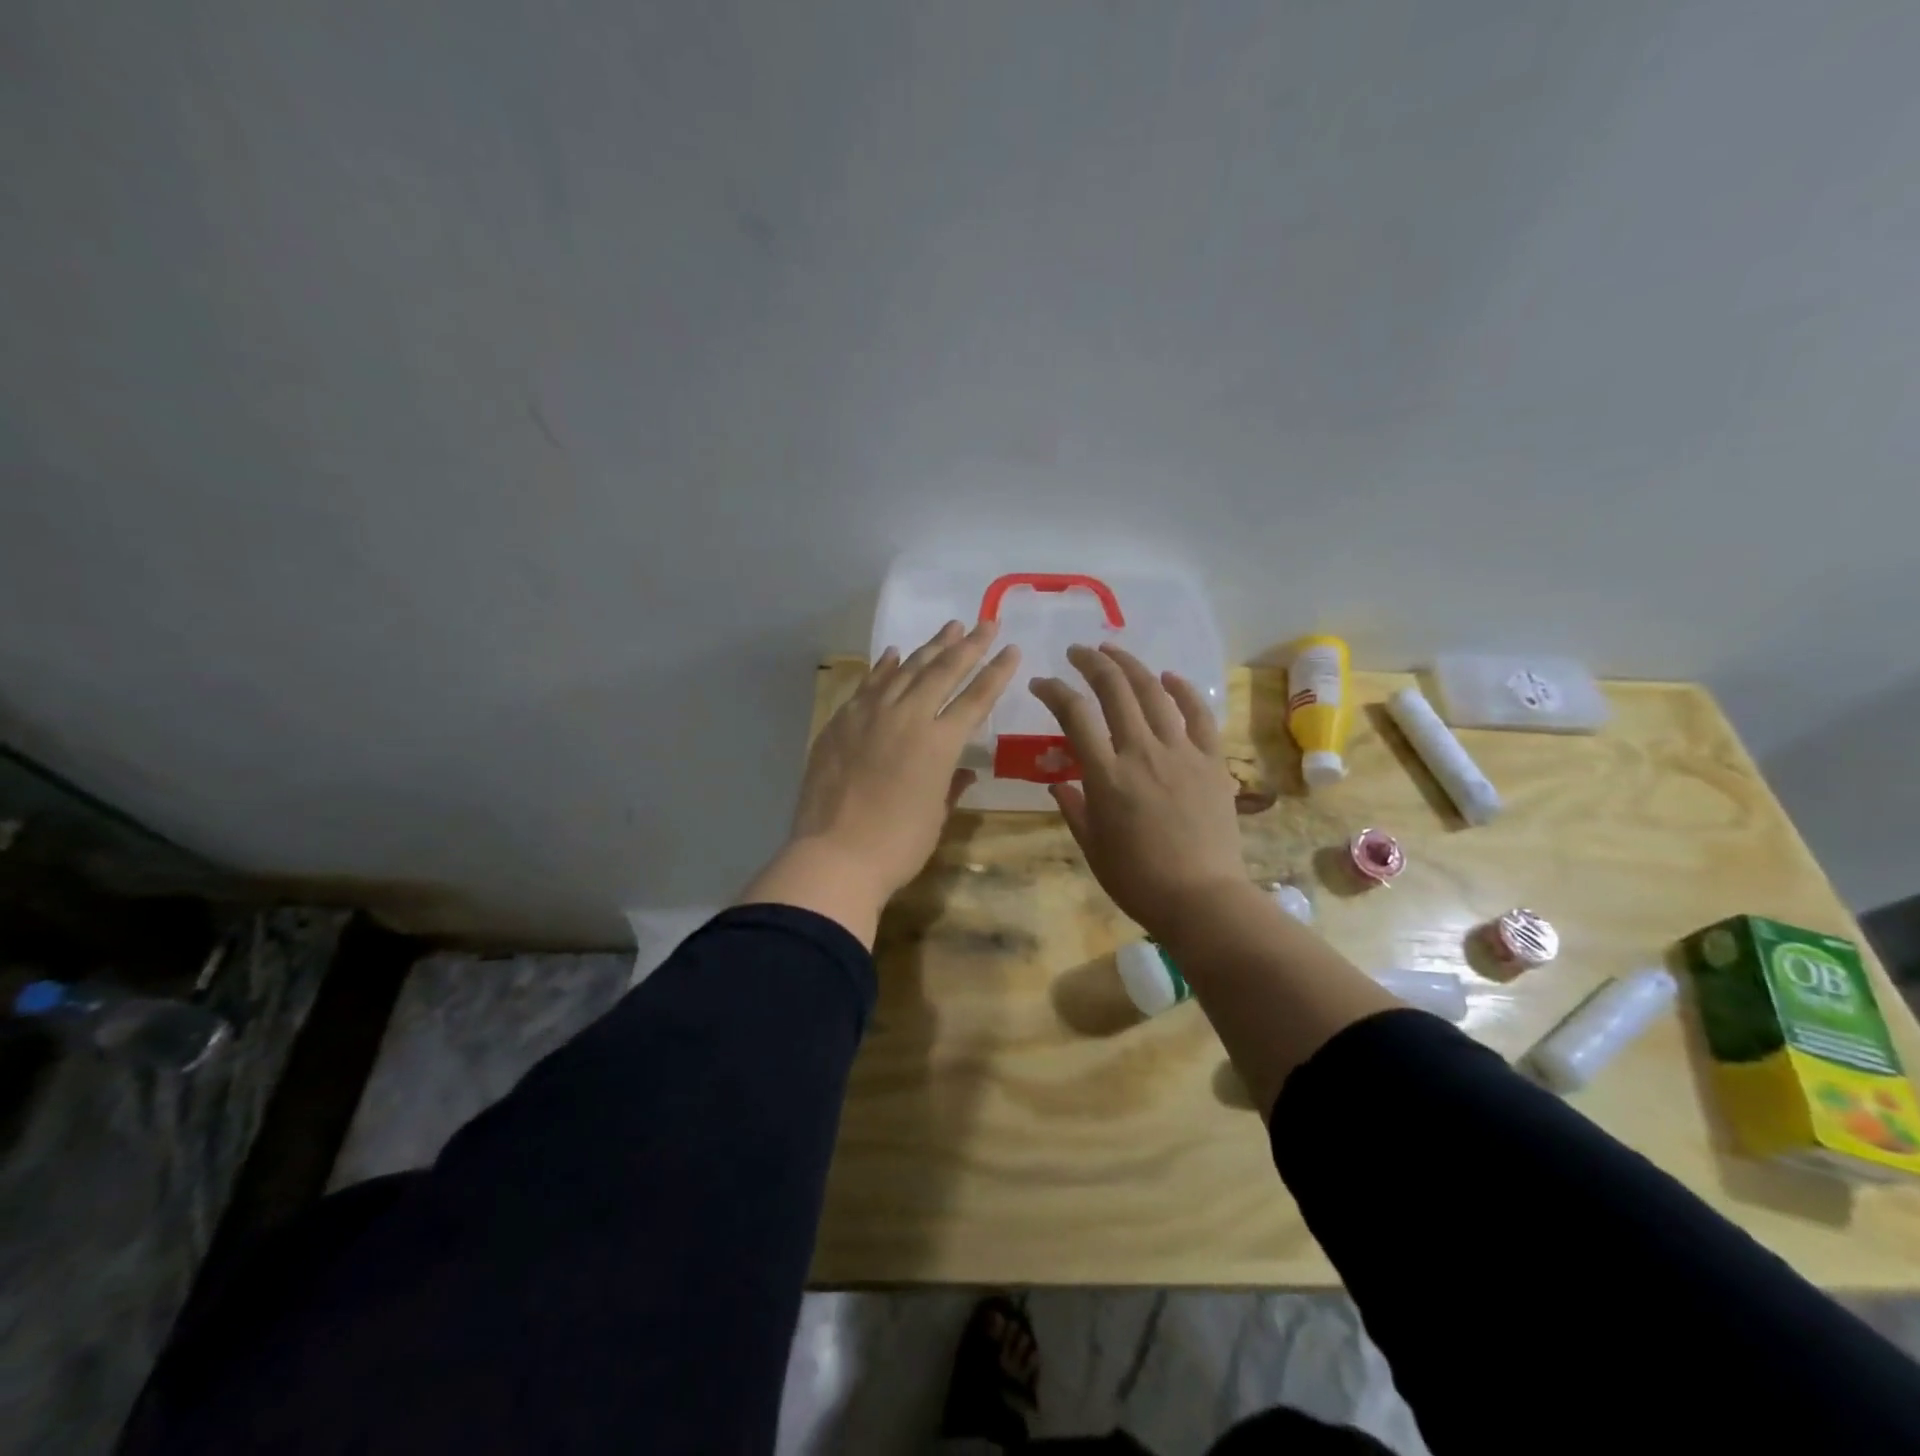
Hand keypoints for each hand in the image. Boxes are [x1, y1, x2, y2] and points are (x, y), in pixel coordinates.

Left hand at [742, 620, 1020, 942]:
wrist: (834, 856)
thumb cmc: (896, 846)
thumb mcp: (935, 817)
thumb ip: (951, 786)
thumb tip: (964, 771)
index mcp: (939, 744)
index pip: (976, 698)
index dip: (996, 672)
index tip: (1012, 649)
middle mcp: (907, 718)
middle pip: (943, 671)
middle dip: (968, 645)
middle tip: (985, 623)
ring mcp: (869, 715)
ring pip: (905, 670)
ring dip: (929, 647)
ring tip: (949, 628)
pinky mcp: (841, 722)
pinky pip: (868, 685)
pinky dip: (884, 667)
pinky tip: (893, 653)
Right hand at [1029, 643, 1246, 937]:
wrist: (1201, 898)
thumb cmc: (1138, 880)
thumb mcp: (1093, 847)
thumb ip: (1073, 807)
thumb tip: (1059, 781)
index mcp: (1107, 776)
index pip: (1074, 716)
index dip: (1054, 691)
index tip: (1041, 684)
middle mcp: (1142, 753)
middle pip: (1115, 691)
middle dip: (1092, 663)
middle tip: (1077, 652)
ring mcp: (1182, 753)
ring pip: (1155, 693)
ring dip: (1131, 666)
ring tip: (1114, 651)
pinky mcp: (1212, 761)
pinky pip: (1199, 715)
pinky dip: (1183, 690)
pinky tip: (1169, 677)